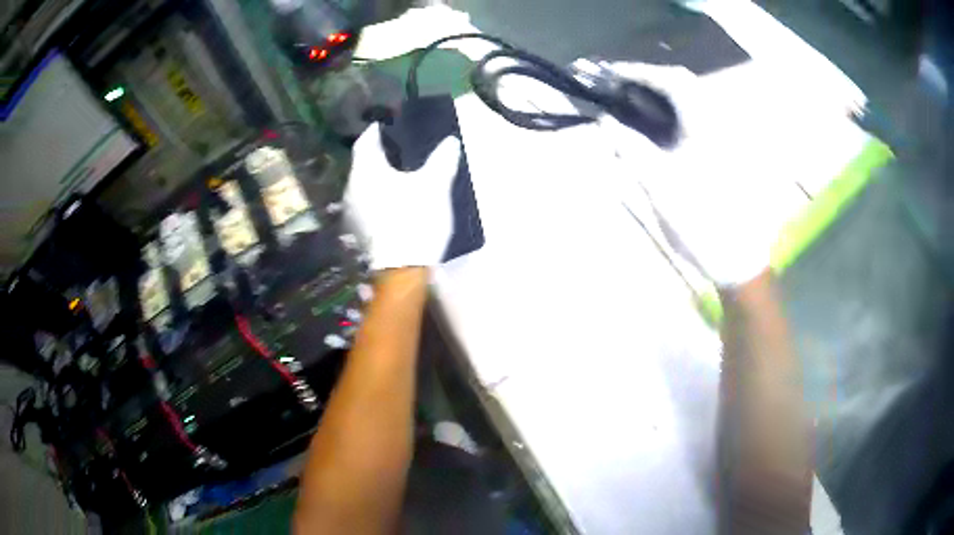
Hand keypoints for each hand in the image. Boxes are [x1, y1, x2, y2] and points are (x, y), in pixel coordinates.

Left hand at [344, 123, 461, 270]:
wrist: (402, 270)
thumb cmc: (415, 219)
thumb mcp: (434, 186)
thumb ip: (442, 160)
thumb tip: (450, 141)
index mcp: (366, 170)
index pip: (366, 141)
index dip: (377, 131)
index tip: (388, 125)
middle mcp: (352, 188)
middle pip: (363, 163)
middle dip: (378, 155)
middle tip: (399, 150)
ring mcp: (352, 212)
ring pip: (363, 185)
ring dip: (377, 178)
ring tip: (398, 175)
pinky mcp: (357, 231)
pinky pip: (365, 203)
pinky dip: (377, 197)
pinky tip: (393, 201)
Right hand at [600, 63, 789, 286]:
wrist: (738, 259)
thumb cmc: (700, 222)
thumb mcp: (658, 185)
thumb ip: (630, 147)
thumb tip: (605, 121)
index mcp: (705, 124)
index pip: (670, 80)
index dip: (638, 71)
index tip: (610, 73)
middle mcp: (720, 121)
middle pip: (684, 83)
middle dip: (651, 80)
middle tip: (622, 88)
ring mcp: (729, 136)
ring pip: (694, 100)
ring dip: (664, 96)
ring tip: (637, 105)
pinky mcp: (730, 152)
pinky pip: (701, 118)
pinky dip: (677, 114)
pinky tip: (663, 129)